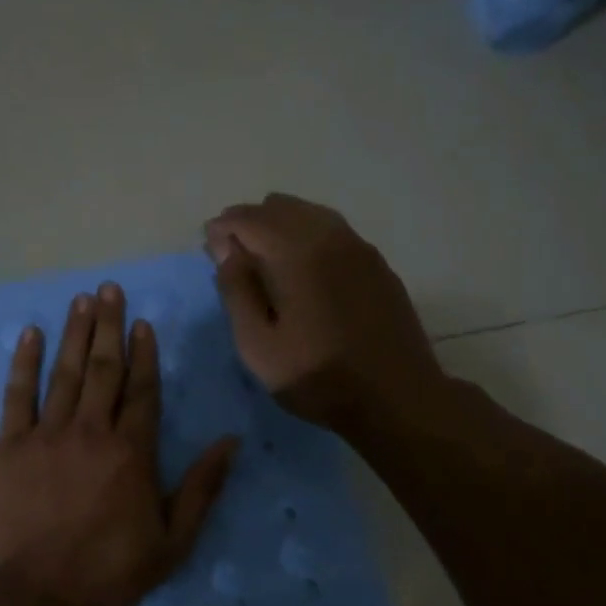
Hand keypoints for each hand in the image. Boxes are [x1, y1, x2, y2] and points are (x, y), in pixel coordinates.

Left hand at [0, 283, 237, 605]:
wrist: (39, 596)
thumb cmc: (110, 573)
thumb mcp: (174, 540)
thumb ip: (203, 487)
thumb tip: (232, 442)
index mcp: (132, 452)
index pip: (142, 390)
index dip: (143, 353)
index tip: (142, 323)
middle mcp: (92, 431)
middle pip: (104, 369)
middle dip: (109, 326)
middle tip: (111, 289)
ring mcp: (47, 435)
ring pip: (66, 373)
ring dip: (75, 333)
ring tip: (82, 299)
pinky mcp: (9, 447)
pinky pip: (17, 395)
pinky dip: (24, 362)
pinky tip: (31, 334)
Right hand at [205, 193, 446, 431]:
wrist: (397, 398)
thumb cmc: (318, 377)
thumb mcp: (259, 345)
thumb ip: (237, 292)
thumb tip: (227, 251)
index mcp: (296, 252)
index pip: (249, 220)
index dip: (223, 228)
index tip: (208, 244)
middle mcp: (329, 236)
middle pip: (280, 208)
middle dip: (249, 221)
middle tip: (231, 248)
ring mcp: (359, 247)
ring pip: (310, 213)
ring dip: (279, 224)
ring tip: (262, 252)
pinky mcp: (377, 264)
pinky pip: (334, 230)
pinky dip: (308, 233)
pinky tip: (302, 262)